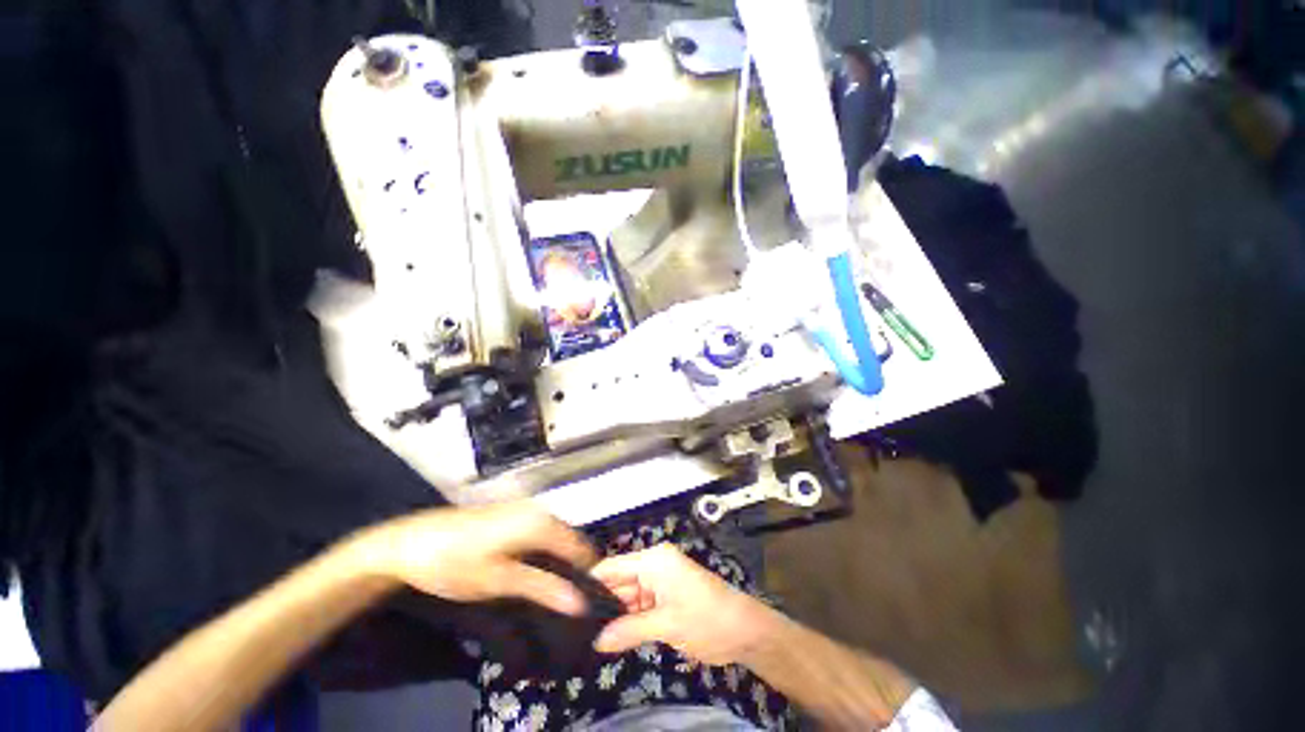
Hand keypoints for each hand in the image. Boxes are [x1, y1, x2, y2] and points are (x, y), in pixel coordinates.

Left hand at [350, 503, 597, 616]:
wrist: (409, 543)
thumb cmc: (454, 564)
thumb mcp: (499, 581)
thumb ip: (542, 588)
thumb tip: (581, 603)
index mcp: (541, 523)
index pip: (581, 547)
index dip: (589, 574)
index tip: (590, 602)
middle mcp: (540, 510)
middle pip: (571, 540)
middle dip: (575, 568)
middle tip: (571, 603)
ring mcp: (526, 509)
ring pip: (557, 537)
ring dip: (560, 562)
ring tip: (556, 593)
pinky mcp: (513, 514)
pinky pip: (542, 533)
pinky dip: (545, 553)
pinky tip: (536, 574)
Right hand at [590, 543, 778, 664]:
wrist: (744, 630)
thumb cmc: (706, 619)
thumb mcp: (666, 625)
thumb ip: (629, 630)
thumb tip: (597, 641)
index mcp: (654, 560)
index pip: (613, 566)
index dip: (592, 584)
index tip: (569, 605)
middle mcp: (654, 565)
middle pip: (620, 581)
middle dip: (602, 603)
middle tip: (576, 627)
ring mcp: (661, 582)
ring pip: (629, 596)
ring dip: (615, 614)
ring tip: (587, 634)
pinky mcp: (667, 597)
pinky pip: (641, 606)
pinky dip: (630, 619)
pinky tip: (612, 636)